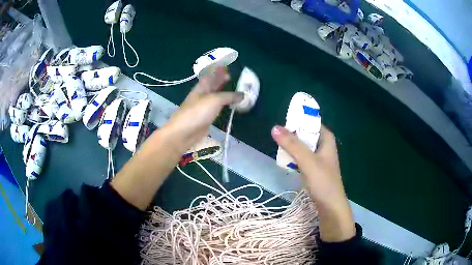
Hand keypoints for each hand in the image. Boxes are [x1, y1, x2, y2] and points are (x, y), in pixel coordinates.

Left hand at [112, 67, 241, 209]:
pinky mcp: (206, 117)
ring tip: (232, 89)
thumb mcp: (215, 100)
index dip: (217, 69)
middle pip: (212, 84)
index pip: (210, 74)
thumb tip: (243, 95)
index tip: (226, 66)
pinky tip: (228, 104)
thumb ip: (229, 96)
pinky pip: (217, 107)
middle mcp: (202, 94)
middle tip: (231, 76)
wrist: (184, 132)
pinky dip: (224, 103)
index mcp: (202, 86)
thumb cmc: (197, 112)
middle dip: (221, 79)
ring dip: (223, 91)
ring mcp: (203, 106)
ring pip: (215, 95)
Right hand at [271, 125, 355, 241]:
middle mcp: (324, 145)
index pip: (311, 122)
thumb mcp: (308, 161)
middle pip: (306, 133)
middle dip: (292, 134)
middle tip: (277, 136)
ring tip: (278, 146)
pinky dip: (294, 156)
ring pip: (303, 146)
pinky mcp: (314, 168)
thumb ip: (292, 145)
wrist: (330, 207)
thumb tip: (275, 128)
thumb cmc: (323, 182)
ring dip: (292, 145)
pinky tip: (285, 159)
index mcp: (327, 139)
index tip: (282, 123)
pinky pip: (302, 156)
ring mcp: (319, 157)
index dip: (297, 120)